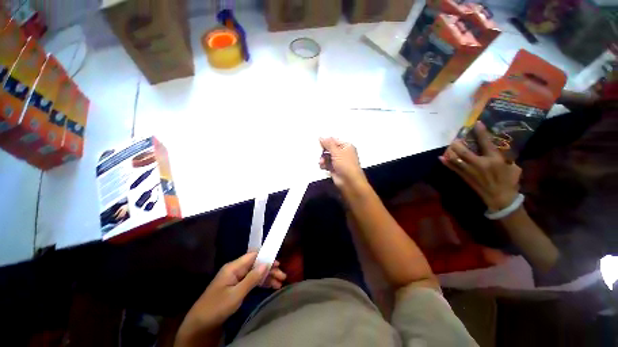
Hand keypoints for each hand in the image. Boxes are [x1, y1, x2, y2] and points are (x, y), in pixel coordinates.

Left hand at [176, 253, 286, 342]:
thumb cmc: (217, 307)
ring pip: (256, 273)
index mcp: (234, 267)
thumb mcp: (236, 294)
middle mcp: (236, 270)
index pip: (253, 256)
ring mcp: (237, 279)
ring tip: (280, 283)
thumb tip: (266, 264)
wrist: (200, 325)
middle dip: (269, 269)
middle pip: (256, 265)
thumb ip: (252, 278)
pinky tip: (271, 287)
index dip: (266, 257)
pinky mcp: (237, 287)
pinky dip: (262, 284)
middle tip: (282, 276)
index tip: (278, 262)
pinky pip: (252, 281)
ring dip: (268, 277)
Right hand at [319, 138, 365, 187]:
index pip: (334, 141)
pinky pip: (326, 164)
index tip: (319, 143)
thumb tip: (321, 137)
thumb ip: (328, 144)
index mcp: (346, 146)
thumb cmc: (346, 165)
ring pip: (327, 157)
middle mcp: (343, 153)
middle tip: (320, 154)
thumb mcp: (337, 152)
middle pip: (329, 149)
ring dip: (323, 159)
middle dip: (324, 152)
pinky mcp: (334, 168)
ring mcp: (339, 161)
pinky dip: (324, 165)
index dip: (326, 142)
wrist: (349, 182)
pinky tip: (323, 167)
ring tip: (322, 162)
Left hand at [440, 122, 521, 211]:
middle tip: (457, 137)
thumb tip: (498, 148)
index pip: (485, 143)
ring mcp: (469, 170)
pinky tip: (441, 157)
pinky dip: (446, 162)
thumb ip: (505, 156)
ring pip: (455, 158)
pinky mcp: (464, 176)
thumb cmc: (509, 182)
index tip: (476, 123)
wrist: (500, 199)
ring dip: (451, 151)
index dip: (480, 132)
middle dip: (458, 142)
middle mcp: (479, 163)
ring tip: (450, 145)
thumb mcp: (513, 167)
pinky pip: (453, 168)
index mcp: (494, 159)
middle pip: (464, 150)